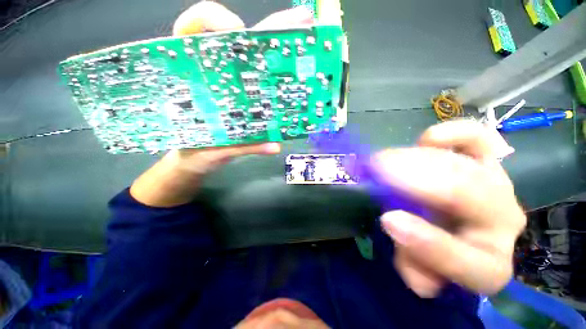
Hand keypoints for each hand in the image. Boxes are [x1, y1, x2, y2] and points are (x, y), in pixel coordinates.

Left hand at [130, 2, 313, 206]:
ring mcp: (231, 88)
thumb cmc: (194, 153)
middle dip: (268, 30)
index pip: (194, 30)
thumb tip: (274, 146)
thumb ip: (240, 147)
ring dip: (277, 53)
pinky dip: (276, 82)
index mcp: (191, 80)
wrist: (195, 163)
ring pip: (252, 59)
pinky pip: (259, 85)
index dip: (213, 19)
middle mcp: (213, 77)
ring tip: (301, 51)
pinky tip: (291, 83)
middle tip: (298, 25)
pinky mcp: (242, 102)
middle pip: (238, 40)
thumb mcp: (211, 149)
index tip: (236, 30)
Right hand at [374, 120, 525, 296]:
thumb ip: (410, 262)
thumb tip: (399, 240)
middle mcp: (502, 221)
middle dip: (418, 183)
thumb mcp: (418, 264)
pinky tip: (427, 140)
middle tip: (379, 171)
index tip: (388, 219)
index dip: (429, 244)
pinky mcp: (488, 158)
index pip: (471, 264)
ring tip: (385, 160)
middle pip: (470, 199)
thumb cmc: (434, 244)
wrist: (455, 221)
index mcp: (488, 263)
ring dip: (420, 161)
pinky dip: (453, 134)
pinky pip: (479, 138)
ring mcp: (497, 184)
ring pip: (467, 168)